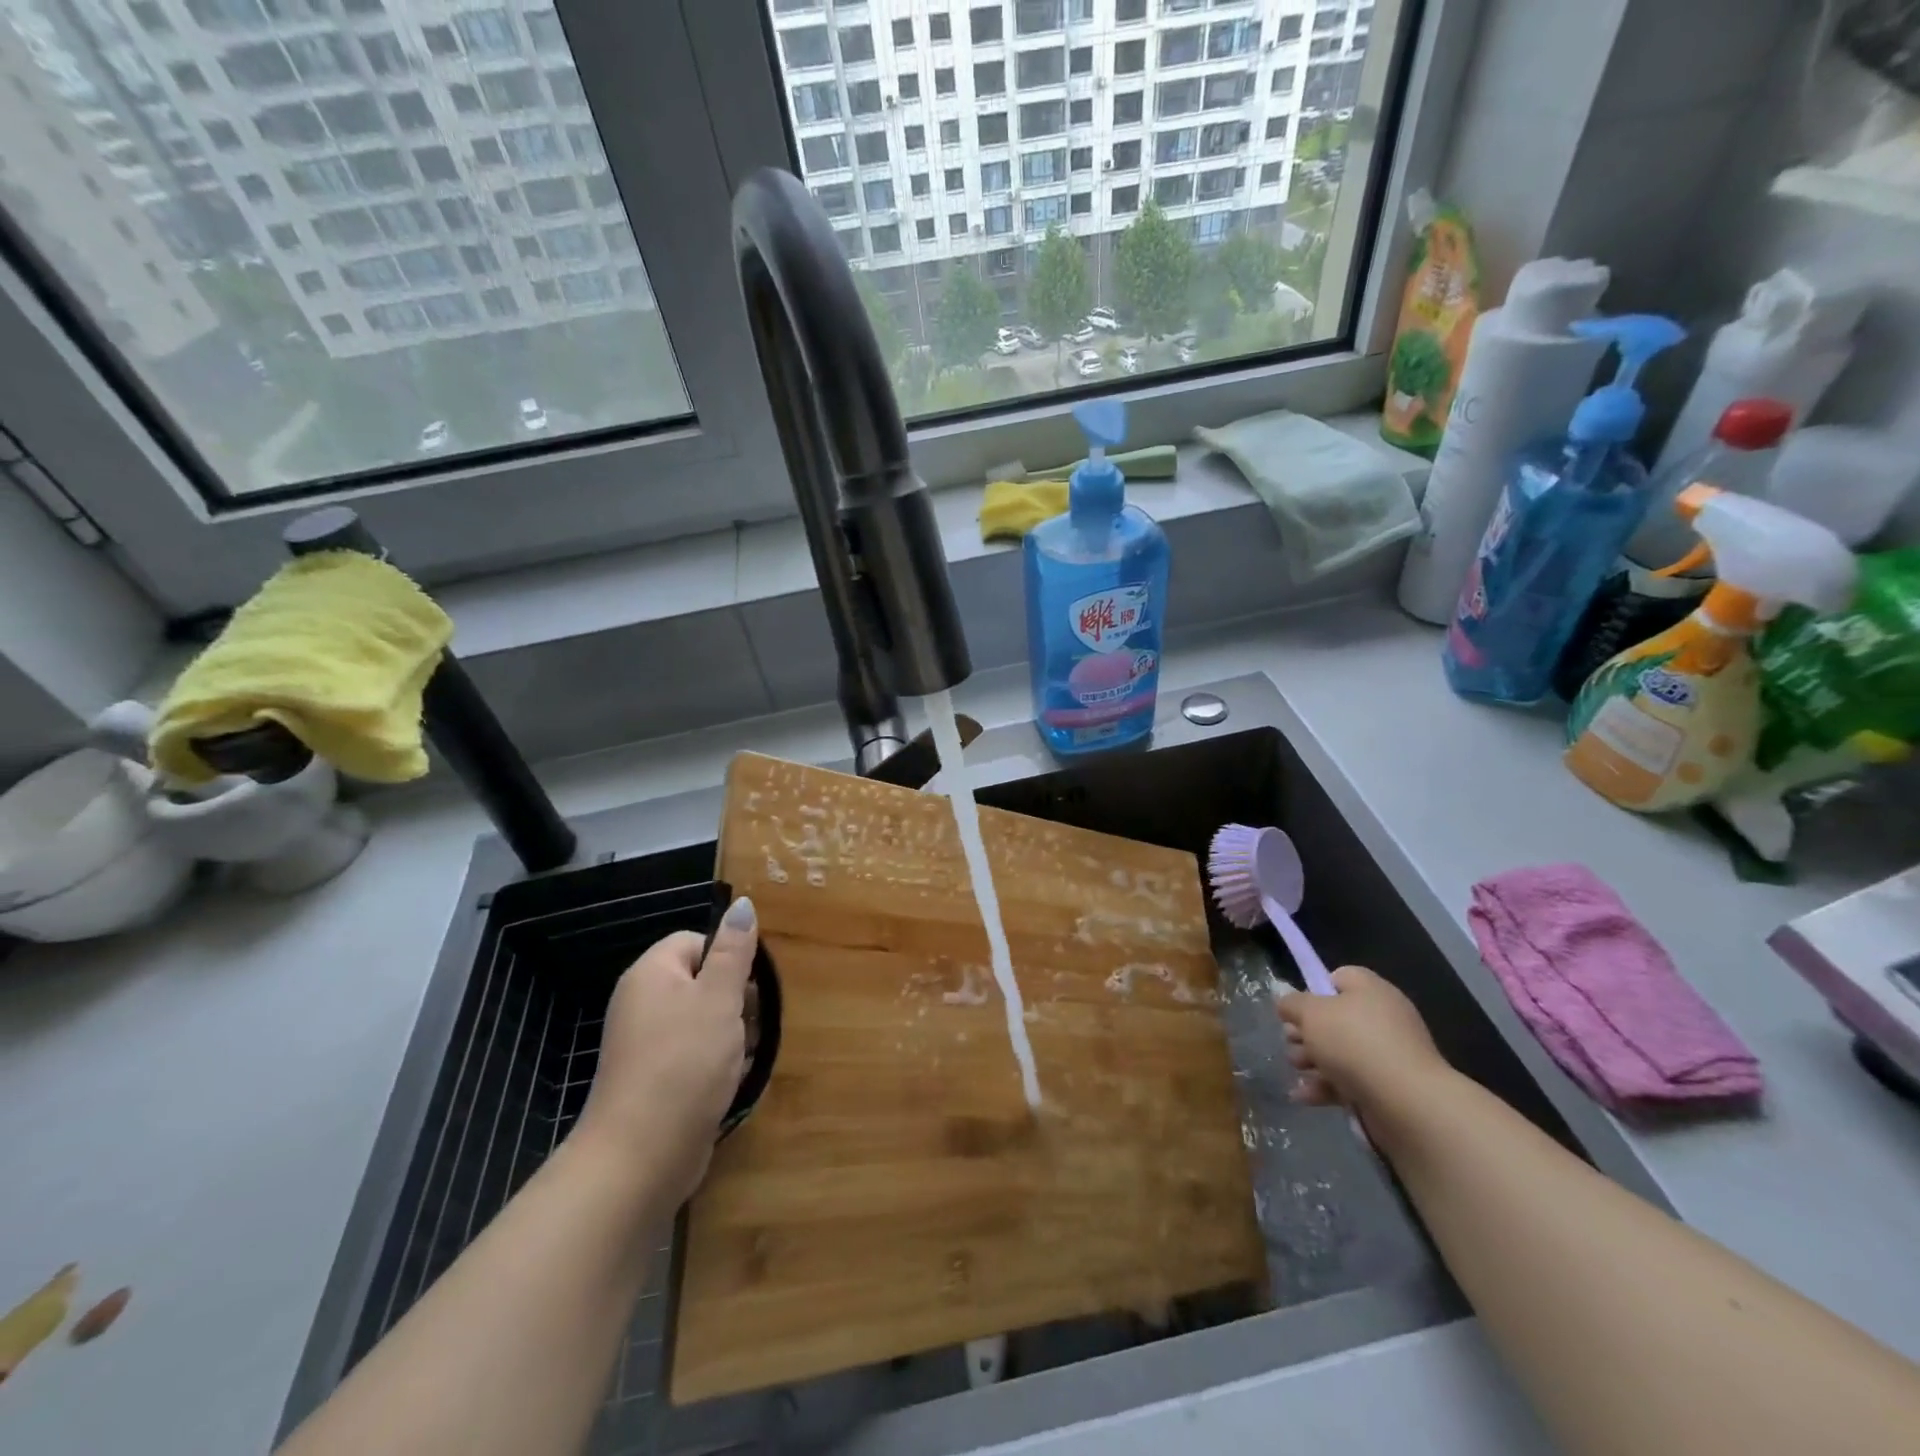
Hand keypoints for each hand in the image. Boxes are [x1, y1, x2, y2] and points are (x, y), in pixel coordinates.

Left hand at [572, 898, 757, 1208]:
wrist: (640, 1157)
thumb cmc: (684, 1063)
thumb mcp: (719, 998)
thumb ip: (734, 951)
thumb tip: (742, 904)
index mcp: (652, 973)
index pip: (696, 941)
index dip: (728, 958)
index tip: (750, 986)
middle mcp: (642, 1002)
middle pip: (701, 981)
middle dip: (735, 999)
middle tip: (753, 1023)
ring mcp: (645, 1044)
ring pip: (702, 1020)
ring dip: (731, 1034)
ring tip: (745, 1055)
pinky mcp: (654, 1079)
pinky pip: (693, 1054)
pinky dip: (715, 1062)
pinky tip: (731, 1080)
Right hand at [1275, 966, 1448, 1118]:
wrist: (1406, 1103)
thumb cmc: (1355, 1043)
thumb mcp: (1311, 1013)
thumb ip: (1292, 1004)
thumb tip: (1287, 1003)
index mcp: (1370, 990)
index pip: (1339, 978)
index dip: (1314, 990)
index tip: (1297, 1009)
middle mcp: (1382, 1018)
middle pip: (1334, 1018)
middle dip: (1306, 1032)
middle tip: (1291, 1042)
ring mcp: (1387, 1055)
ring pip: (1339, 1051)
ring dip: (1312, 1060)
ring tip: (1298, 1069)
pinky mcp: (1387, 1088)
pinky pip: (1350, 1080)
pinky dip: (1326, 1086)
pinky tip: (1303, 1096)